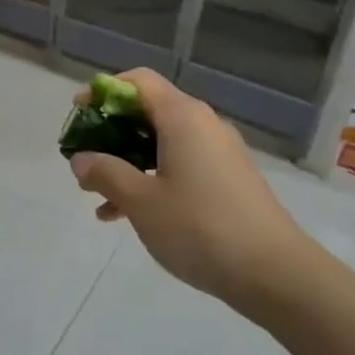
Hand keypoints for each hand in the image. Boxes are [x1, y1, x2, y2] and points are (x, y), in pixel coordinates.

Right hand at [67, 69, 311, 306]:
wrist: (275, 273)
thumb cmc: (200, 227)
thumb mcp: (141, 202)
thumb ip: (106, 174)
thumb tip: (81, 159)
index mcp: (182, 118)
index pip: (139, 82)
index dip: (104, 91)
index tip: (79, 114)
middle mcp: (203, 126)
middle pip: (148, 111)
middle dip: (110, 132)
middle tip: (84, 159)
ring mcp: (218, 154)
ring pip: (161, 144)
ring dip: (126, 162)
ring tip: (96, 195)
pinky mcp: (227, 181)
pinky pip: (178, 166)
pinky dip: (150, 179)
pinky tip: (125, 216)